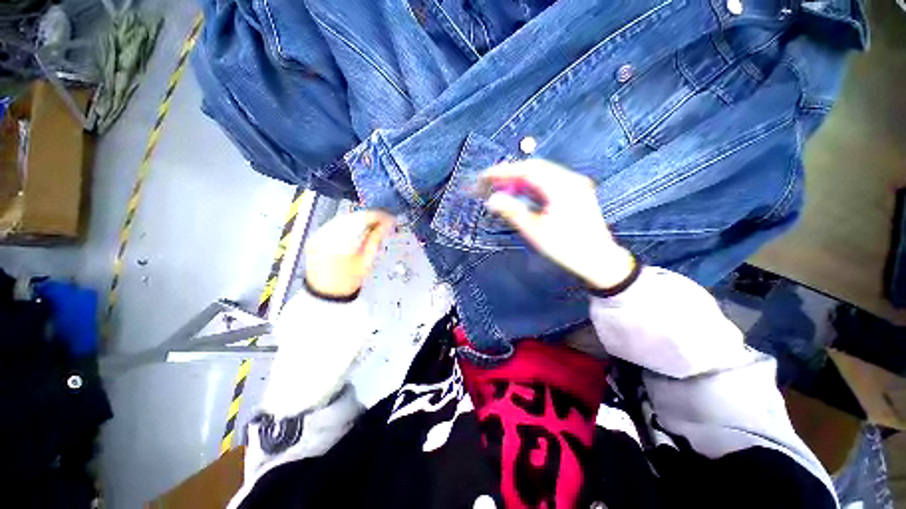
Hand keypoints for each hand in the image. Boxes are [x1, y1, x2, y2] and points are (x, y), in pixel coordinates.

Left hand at [304, 210, 395, 297]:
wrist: (326, 294)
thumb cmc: (347, 281)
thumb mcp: (366, 261)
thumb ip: (375, 239)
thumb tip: (386, 225)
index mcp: (340, 243)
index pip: (361, 220)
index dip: (377, 217)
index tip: (388, 218)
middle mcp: (326, 235)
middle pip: (351, 217)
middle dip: (368, 217)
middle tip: (383, 221)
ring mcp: (318, 235)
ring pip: (343, 218)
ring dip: (358, 219)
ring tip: (372, 225)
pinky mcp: (316, 237)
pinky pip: (334, 223)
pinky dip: (348, 223)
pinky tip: (357, 228)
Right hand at [480, 159, 635, 290]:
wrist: (599, 260)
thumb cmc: (568, 248)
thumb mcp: (536, 231)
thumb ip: (513, 212)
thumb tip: (493, 200)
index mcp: (562, 187)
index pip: (527, 170)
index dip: (503, 172)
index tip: (485, 176)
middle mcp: (570, 180)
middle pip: (534, 168)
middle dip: (510, 175)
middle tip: (491, 183)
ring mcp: (574, 185)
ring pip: (541, 175)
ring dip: (520, 180)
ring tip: (502, 189)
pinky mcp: (574, 193)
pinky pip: (548, 183)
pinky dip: (532, 187)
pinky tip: (521, 194)